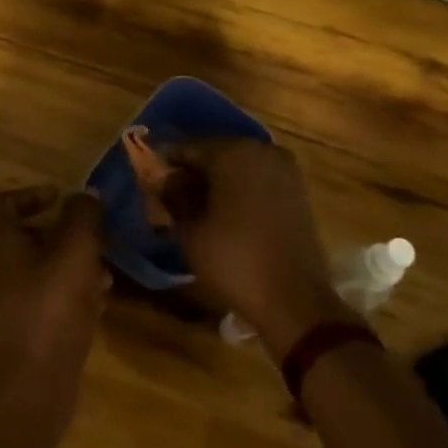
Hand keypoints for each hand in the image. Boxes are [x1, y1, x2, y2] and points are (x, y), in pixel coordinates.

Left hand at [0, 188, 109, 404]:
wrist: (36, 382)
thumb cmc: (53, 304)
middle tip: (90, 238)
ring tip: (101, 273)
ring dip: (65, 264)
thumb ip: (83, 215)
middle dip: (60, 234)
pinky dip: (60, 291)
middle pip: (21, 237)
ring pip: (32, 268)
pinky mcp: (7, 330)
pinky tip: (92, 303)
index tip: (60, 198)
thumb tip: (85, 196)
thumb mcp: (77, 249)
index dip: (32, 195)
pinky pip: (34, 296)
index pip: (3, 204)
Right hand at [161, 140, 350, 358]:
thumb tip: (164, 178)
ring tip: (196, 209)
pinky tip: (225, 214)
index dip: (165, 164)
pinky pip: (258, 180)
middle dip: (192, 173)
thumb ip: (173, 195)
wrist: (294, 299)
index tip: (149, 182)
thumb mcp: (190, 230)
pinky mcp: (297, 190)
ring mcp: (284, 169)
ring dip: (216, 182)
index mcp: (232, 152)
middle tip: (170, 197)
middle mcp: (261, 149)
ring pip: (237, 166)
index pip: (187, 148)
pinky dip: (239, 191)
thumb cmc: (234, 260)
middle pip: (214, 153)